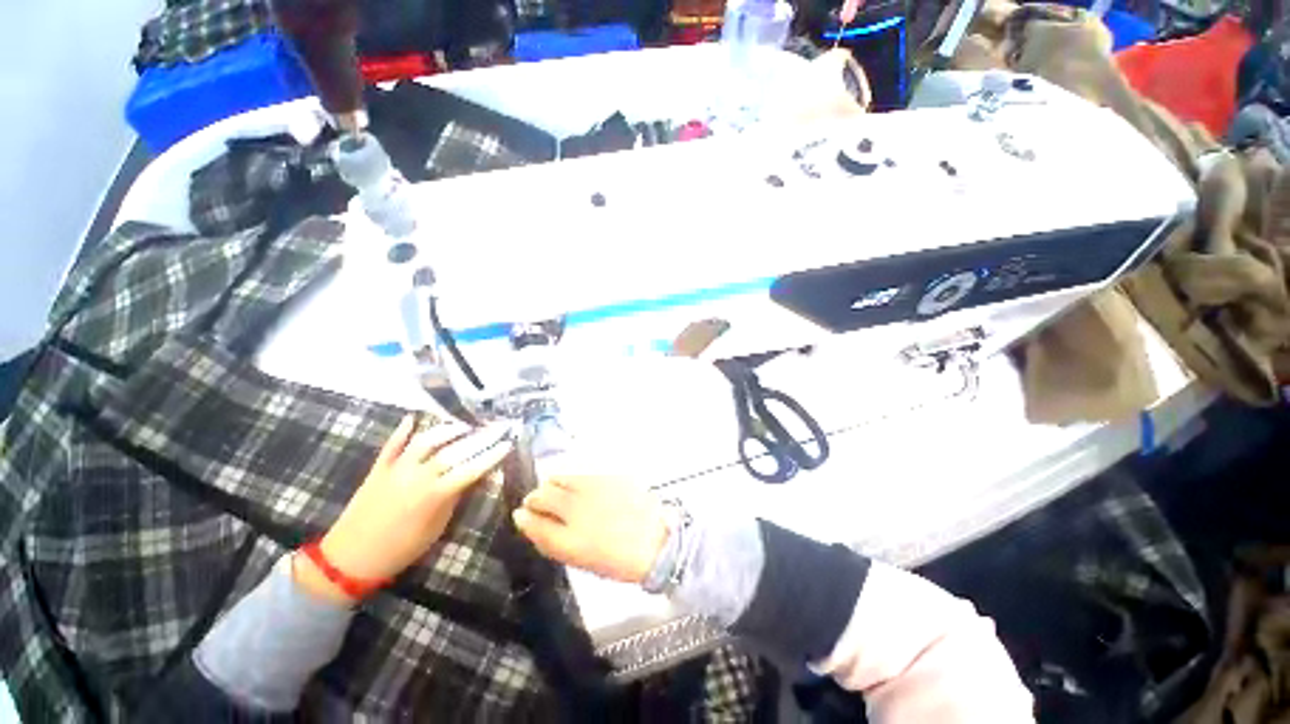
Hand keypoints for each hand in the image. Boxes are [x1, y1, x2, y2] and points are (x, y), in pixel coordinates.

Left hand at [295, 415, 512, 604]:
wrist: (350, 558)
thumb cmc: (400, 549)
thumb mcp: (436, 528)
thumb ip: (454, 498)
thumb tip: (472, 477)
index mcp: (434, 495)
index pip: (471, 469)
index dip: (492, 455)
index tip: (508, 444)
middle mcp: (417, 476)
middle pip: (454, 451)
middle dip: (479, 438)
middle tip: (496, 427)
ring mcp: (396, 469)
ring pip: (426, 441)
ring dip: (448, 429)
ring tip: (465, 425)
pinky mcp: (378, 469)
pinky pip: (392, 445)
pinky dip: (402, 430)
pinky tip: (413, 418)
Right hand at [513, 469, 668, 584]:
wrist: (656, 540)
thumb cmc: (617, 559)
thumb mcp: (579, 559)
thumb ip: (551, 539)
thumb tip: (528, 521)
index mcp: (568, 540)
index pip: (532, 521)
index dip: (524, 517)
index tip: (523, 514)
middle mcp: (576, 510)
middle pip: (541, 495)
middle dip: (535, 498)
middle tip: (539, 503)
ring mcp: (592, 489)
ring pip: (558, 478)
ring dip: (552, 485)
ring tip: (558, 492)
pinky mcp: (607, 476)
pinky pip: (580, 474)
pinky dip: (573, 480)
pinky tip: (581, 488)